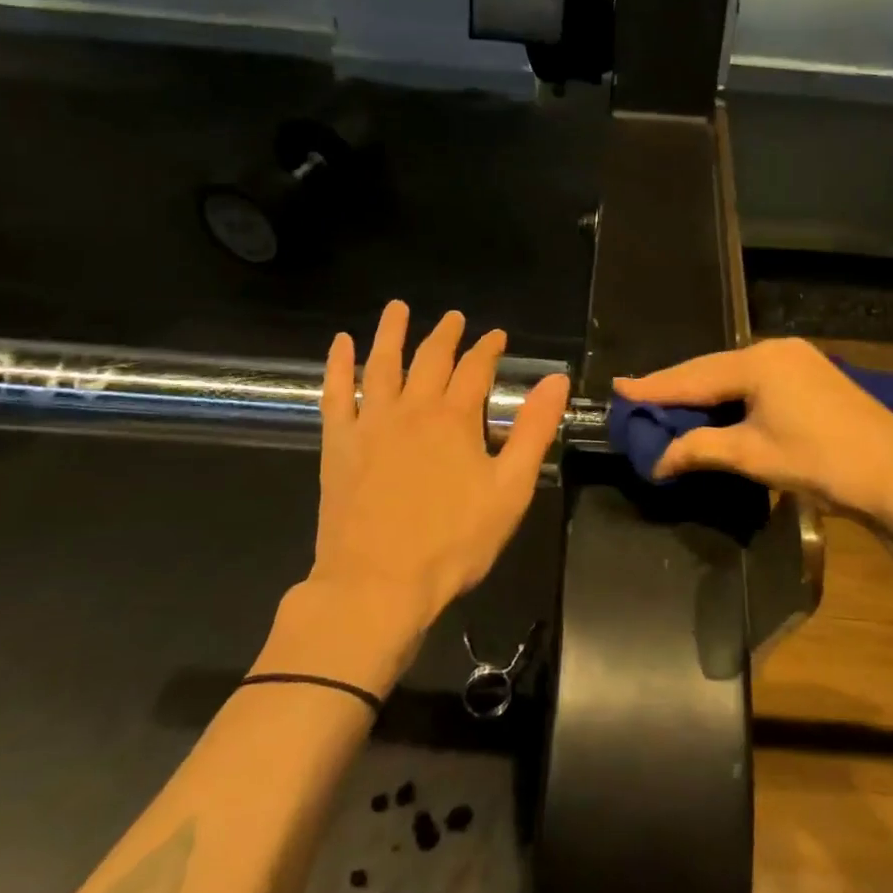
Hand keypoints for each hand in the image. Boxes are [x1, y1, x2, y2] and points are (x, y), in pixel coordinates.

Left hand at [310, 301, 569, 626]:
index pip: (476, 368)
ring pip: (383, 365)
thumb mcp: (510, 489)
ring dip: (391, 333)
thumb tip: (556, 380)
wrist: (377, 584)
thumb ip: (534, 431)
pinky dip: (339, 366)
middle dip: (446, 335)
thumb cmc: (453, 542)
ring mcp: (371, 424)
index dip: (488, 348)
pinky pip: (336, 394)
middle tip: (454, 317)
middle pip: (431, 359)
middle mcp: (412, 409)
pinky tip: (341, 344)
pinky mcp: (339, 445)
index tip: (496, 335)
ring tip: (397, 308)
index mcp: (455, 419)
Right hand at [615, 339, 892, 529]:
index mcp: (758, 362)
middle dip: (675, 386)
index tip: (619, 387)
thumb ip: (700, 449)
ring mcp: (797, 358)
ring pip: (734, 372)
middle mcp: (775, 349)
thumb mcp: (753, 456)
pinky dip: (730, 393)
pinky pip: (755, 378)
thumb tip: (658, 460)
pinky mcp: (811, 373)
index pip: (693, 376)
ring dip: (703, 390)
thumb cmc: (821, 461)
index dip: (654, 386)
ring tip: (668, 402)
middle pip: (712, 368)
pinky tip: (715, 404)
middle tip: (637, 395)